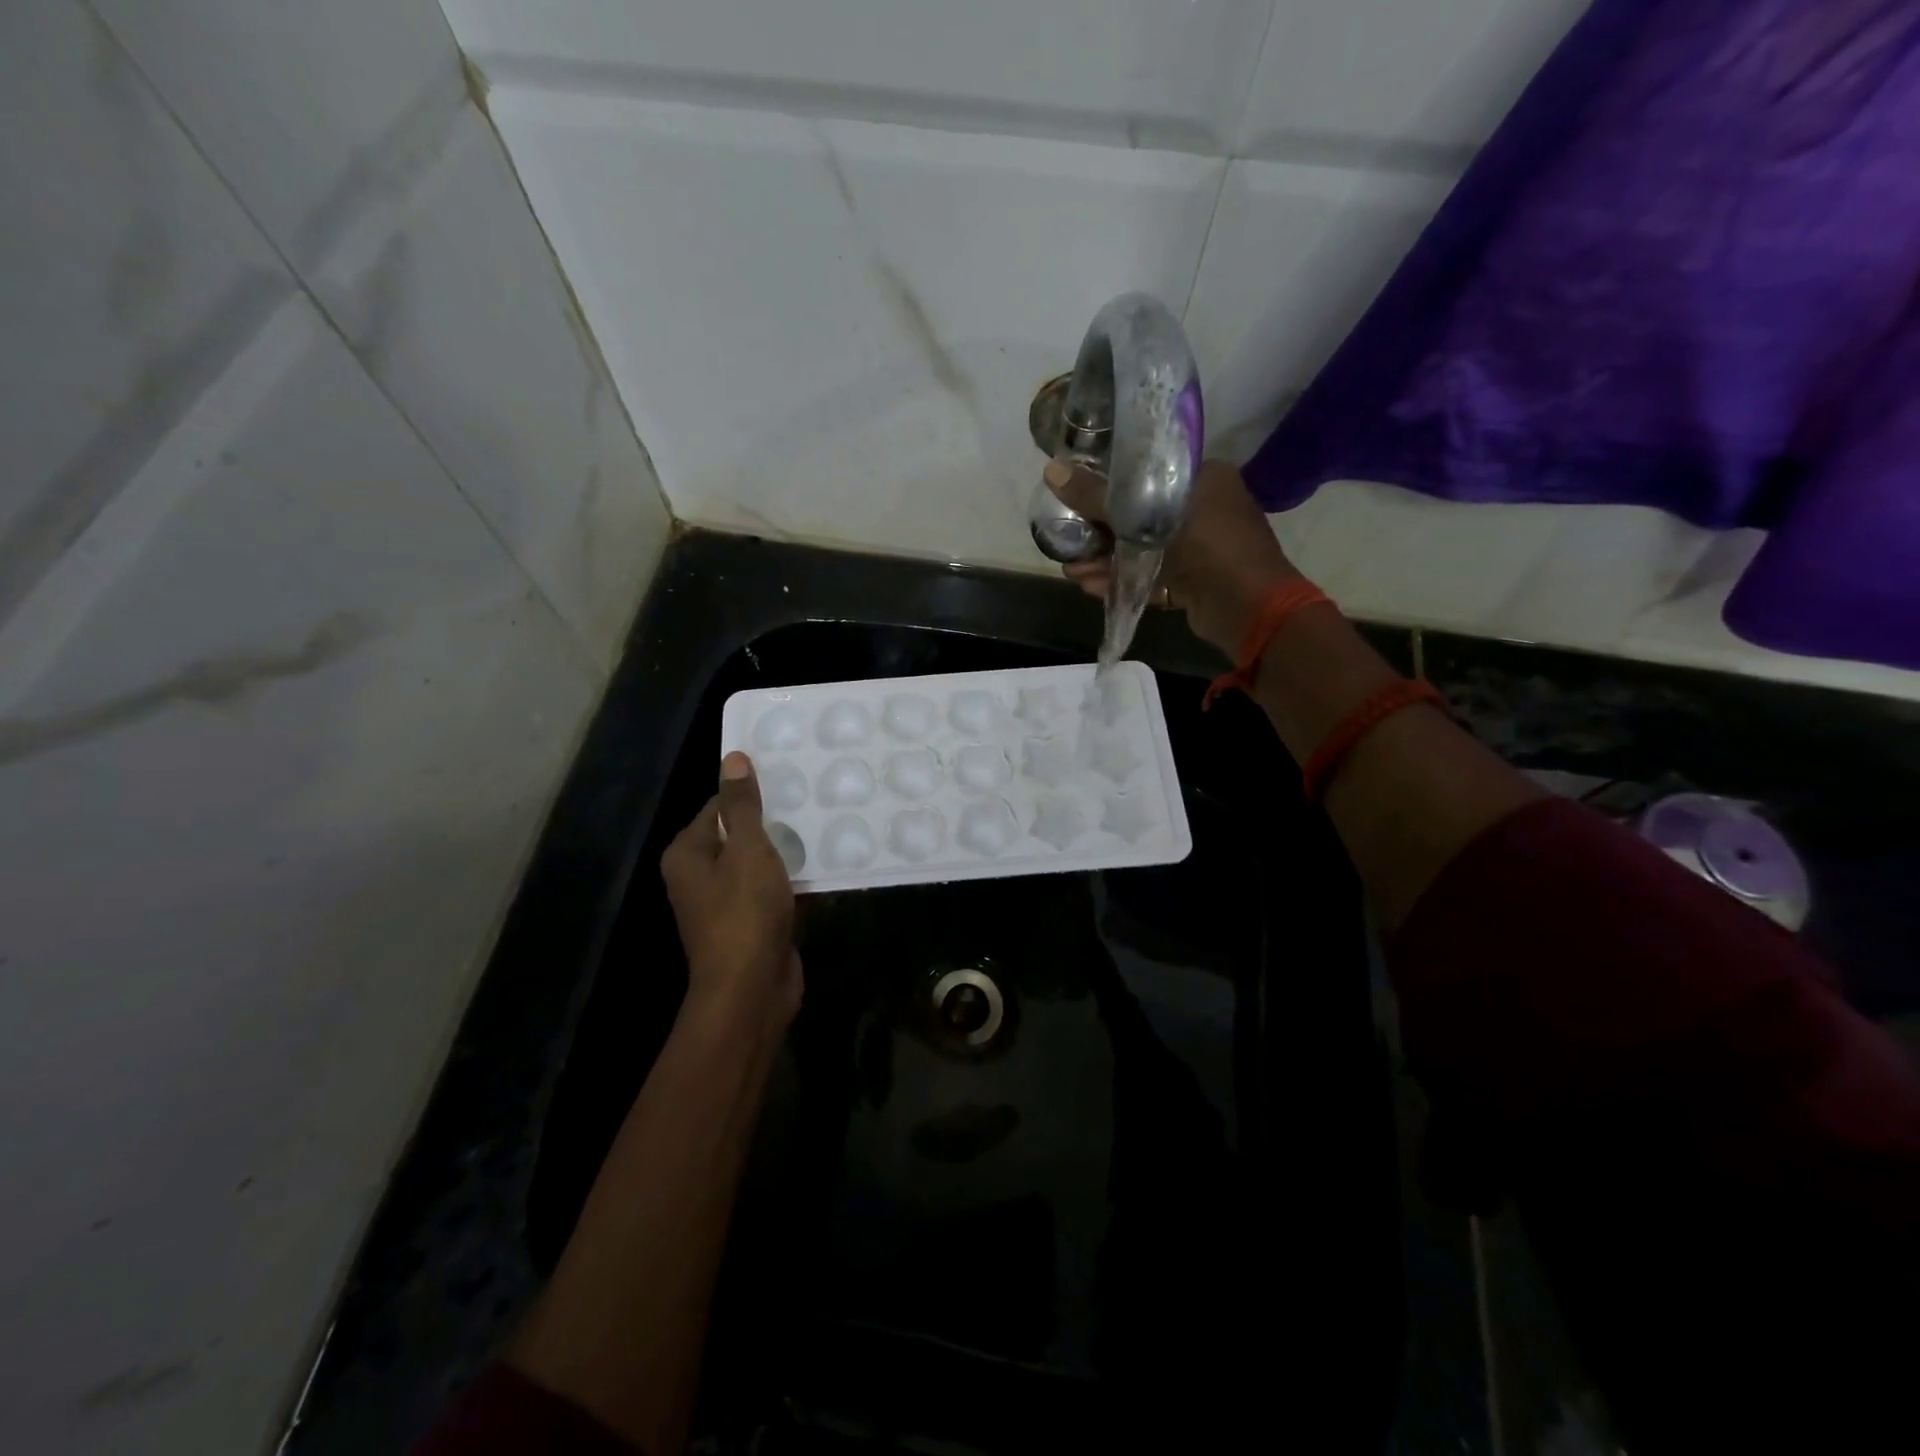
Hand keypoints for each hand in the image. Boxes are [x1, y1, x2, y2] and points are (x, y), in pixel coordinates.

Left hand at [661, 752, 802, 1042]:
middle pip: (740, 835)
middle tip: (814, 799)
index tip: (789, 780)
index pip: (718, 807)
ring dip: (789, 852)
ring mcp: (728, 903)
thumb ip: (742, 805)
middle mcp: (701, 876)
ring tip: (827, 826)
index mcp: (688, 854)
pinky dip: (796, 881)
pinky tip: (828, 866)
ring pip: (761, 864)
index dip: (752, 793)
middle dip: (775, 822)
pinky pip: (775, 891)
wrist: (752, 989)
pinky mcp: (753, 924)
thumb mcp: (747, 849)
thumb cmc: (744, 911)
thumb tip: (733, 758)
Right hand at [1044, 457, 1298, 654]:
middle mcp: (1204, 507)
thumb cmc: (1205, 545)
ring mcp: (1200, 547)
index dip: (1110, 482)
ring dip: (1106, 560)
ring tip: (1070, 570)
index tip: (1078, 493)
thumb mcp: (1145, 515)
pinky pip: (1153, 575)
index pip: (1149, 471)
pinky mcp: (1194, 581)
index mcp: (1203, 477)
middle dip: (1101, 530)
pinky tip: (1089, 586)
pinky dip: (1124, 580)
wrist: (1248, 606)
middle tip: (1069, 537)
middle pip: (1140, 513)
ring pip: (1143, 548)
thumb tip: (1052, 470)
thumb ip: (1098, 497)